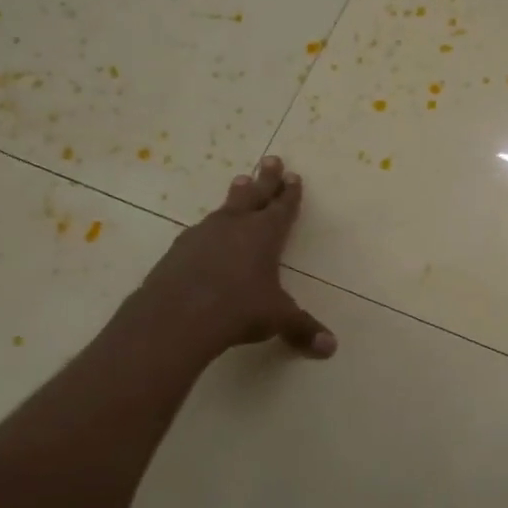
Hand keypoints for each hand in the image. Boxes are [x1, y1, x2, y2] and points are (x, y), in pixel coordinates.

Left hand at [129, 156, 336, 362]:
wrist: (176, 316)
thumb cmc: (237, 310)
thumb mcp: (277, 319)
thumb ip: (302, 329)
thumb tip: (330, 348)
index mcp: (264, 235)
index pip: (282, 208)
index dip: (290, 193)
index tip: (294, 176)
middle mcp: (235, 226)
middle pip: (254, 195)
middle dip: (265, 179)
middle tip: (271, 159)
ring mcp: (203, 234)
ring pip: (226, 208)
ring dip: (236, 195)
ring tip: (240, 181)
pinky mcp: (179, 249)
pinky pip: (200, 230)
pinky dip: (210, 227)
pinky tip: (206, 231)